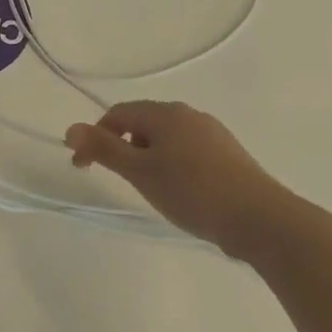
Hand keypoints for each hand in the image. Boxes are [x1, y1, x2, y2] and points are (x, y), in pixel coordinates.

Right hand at [64, 100, 307, 255]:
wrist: (260, 219)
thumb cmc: (193, 192)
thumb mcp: (141, 172)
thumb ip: (104, 149)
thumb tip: (70, 129)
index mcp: (164, 113)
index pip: (117, 114)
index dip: (95, 138)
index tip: (84, 169)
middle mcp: (188, 114)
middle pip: (142, 122)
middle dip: (122, 146)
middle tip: (118, 180)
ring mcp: (212, 132)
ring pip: (166, 137)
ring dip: (147, 156)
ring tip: (149, 188)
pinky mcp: (228, 153)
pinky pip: (187, 150)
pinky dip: (172, 163)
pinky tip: (180, 191)